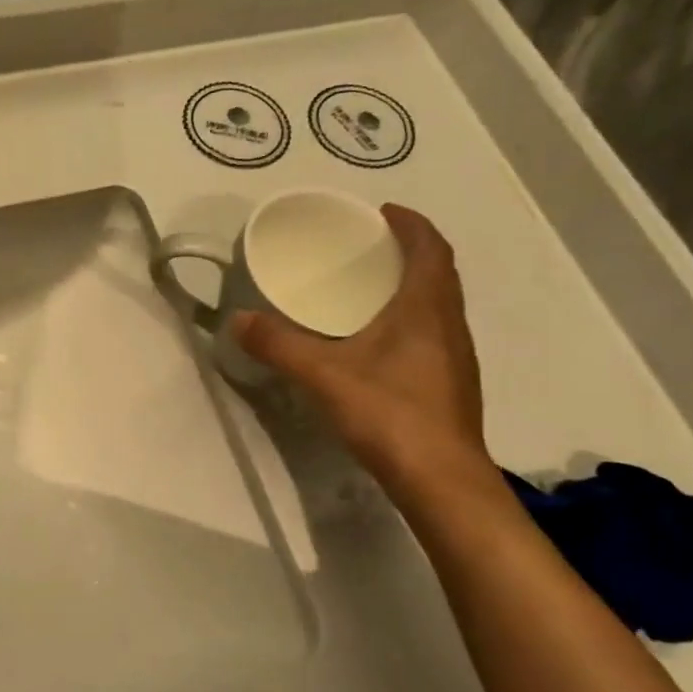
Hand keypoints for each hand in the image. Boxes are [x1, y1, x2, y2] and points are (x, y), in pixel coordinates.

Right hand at [232, 204, 486, 483]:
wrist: (441, 480)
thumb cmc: (389, 413)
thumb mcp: (323, 374)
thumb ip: (278, 345)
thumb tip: (237, 320)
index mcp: (425, 308)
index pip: (431, 248)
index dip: (412, 224)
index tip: (383, 211)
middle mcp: (448, 325)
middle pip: (438, 273)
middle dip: (410, 251)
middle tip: (370, 246)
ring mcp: (455, 357)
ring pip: (439, 304)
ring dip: (413, 285)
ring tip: (371, 288)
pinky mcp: (450, 384)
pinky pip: (433, 332)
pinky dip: (411, 318)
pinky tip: (379, 342)